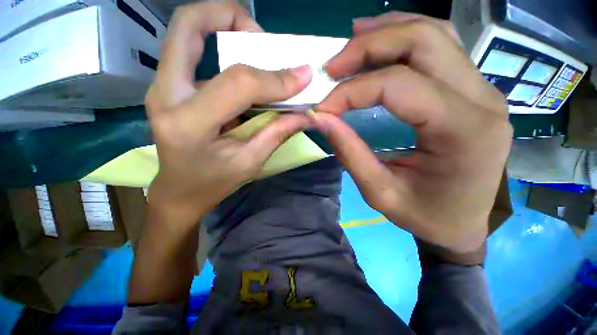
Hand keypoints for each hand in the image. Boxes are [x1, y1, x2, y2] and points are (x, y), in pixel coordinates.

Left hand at [145, 2, 312, 220]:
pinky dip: (222, 51)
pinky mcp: (170, 87)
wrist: (180, 191)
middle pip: (187, 25)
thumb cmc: (214, 182)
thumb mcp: (251, 163)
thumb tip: (305, 112)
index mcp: (189, 123)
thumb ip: (277, 133)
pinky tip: (246, 74)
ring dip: (227, 31)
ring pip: (187, 32)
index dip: (275, 78)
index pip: (238, 83)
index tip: (303, 76)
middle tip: (263, 39)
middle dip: (230, 16)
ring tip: (259, 55)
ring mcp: (163, 87)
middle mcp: (166, 95)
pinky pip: (194, 52)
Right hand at [314, 12, 511, 254]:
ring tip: (350, 46)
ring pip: (434, 34)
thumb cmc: (425, 216)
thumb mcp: (379, 193)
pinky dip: (403, 39)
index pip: (399, 85)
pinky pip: (440, 47)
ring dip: (386, 33)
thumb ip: (349, 153)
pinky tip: (379, 45)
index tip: (323, 107)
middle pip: (423, 41)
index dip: (352, 91)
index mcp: (463, 132)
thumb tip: (321, 118)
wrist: (463, 224)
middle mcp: (483, 99)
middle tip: (332, 67)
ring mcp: (482, 90)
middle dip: (368, 46)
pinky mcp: (472, 91)